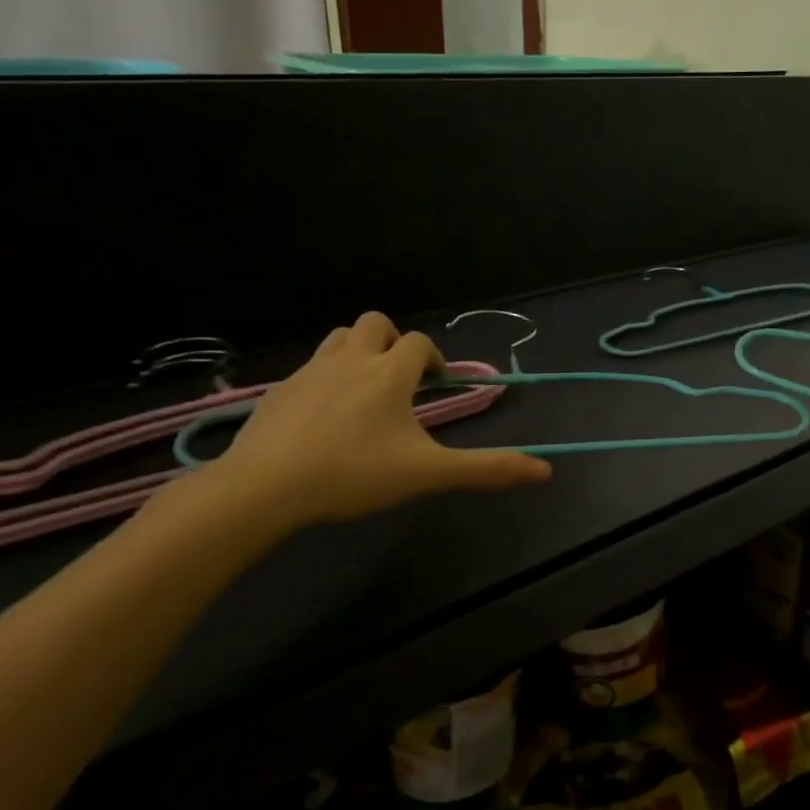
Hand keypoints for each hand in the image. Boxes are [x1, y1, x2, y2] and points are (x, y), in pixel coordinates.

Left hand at [209, 313, 550, 529]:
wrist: (264, 487)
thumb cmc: (354, 474)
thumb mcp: (427, 474)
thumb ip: (486, 470)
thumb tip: (545, 472)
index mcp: (389, 373)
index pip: (419, 343)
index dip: (434, 358)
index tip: (437, 386)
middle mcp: (351, 360)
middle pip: (375, 323)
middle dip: (393, 342)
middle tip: (400, 381)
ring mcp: (309, 372)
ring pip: (339, 338)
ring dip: (358, 351)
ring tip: (365, 391)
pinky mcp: (278, 391)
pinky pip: (309, 368)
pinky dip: (326, 378)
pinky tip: (324, 418)